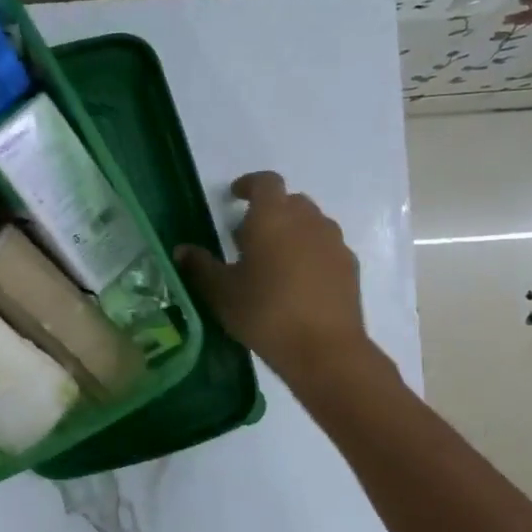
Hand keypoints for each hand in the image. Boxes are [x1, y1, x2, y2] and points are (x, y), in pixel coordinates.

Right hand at [174, 172, 380, 383]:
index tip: (235, 196)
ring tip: (274, 261)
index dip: (249, 185)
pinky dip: (310, 252)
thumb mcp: (221, 292)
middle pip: (289, 201)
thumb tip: (182, 250)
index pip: (265, 182)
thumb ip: (200, 266)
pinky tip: (298, 281)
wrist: (324, 348)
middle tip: (248, 238)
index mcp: (272, 217)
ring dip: (292, 231)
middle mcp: (307, 220)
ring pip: (311, 223)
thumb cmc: (264, 313)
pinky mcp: (349, 266)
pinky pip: (326, 247)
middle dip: (269, 211)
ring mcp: (333, 242)